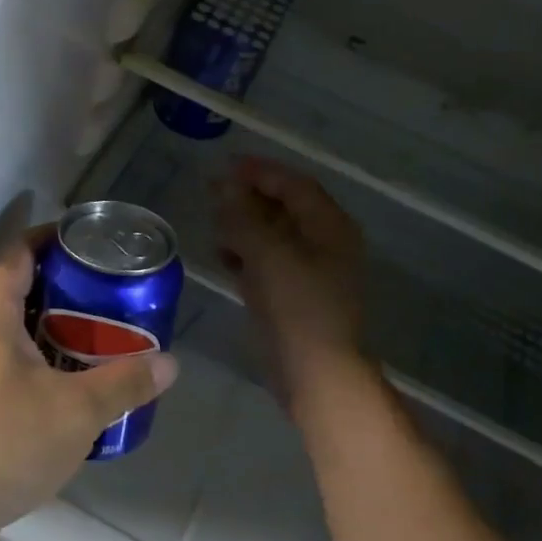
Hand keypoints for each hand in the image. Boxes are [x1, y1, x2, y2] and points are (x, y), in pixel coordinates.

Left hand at [0, 235, 177, 540]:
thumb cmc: (4, 443)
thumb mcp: (77, 412)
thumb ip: (125, 383)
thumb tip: (169, 363)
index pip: (18, 252)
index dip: (52, 240)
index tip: (88, 245)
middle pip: (13, 287)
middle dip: (58, 286)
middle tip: (102, 294)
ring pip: (5, 326)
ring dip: (44, 325)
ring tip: (90, 336)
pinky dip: (29, 356)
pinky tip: (59, 384)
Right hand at [215, 157, 368, 412]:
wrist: (316, 374)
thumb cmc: (298, 306)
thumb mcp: (267, 253)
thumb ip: (243, 215)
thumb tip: (224, 185)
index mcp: (329, 226)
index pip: (294, 185)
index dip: (261, 171)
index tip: (226, 165)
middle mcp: (324, 243)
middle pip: (284, 208)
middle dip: (249, 197)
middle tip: (212, 191)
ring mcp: (310, 272)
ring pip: (274, 236)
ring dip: (244, 225)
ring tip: (213, 221)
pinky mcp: (294, 296)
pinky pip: (268, 263)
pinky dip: (246, 254)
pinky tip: (223, 255)